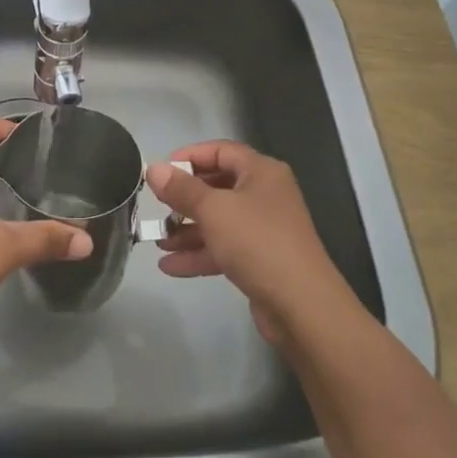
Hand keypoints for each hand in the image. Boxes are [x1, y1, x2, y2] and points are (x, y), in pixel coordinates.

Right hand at [145, 142, 350, 344]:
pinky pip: (224, 248)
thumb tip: (154, 168)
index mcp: (261, 172)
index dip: (190, 156)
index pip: (221, 151)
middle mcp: (265, 195)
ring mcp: (264, 229)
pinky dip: (199, 254)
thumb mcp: (213, 210)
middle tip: (157, 206)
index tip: (162, 171)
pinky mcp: (260, 260)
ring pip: (218, 221)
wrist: (302, 306)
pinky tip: (170, 266)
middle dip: (185, 198)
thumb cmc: (257, 243)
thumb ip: (181, 189)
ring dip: (187, 230)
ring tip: (158, 240)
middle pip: (218, 186)